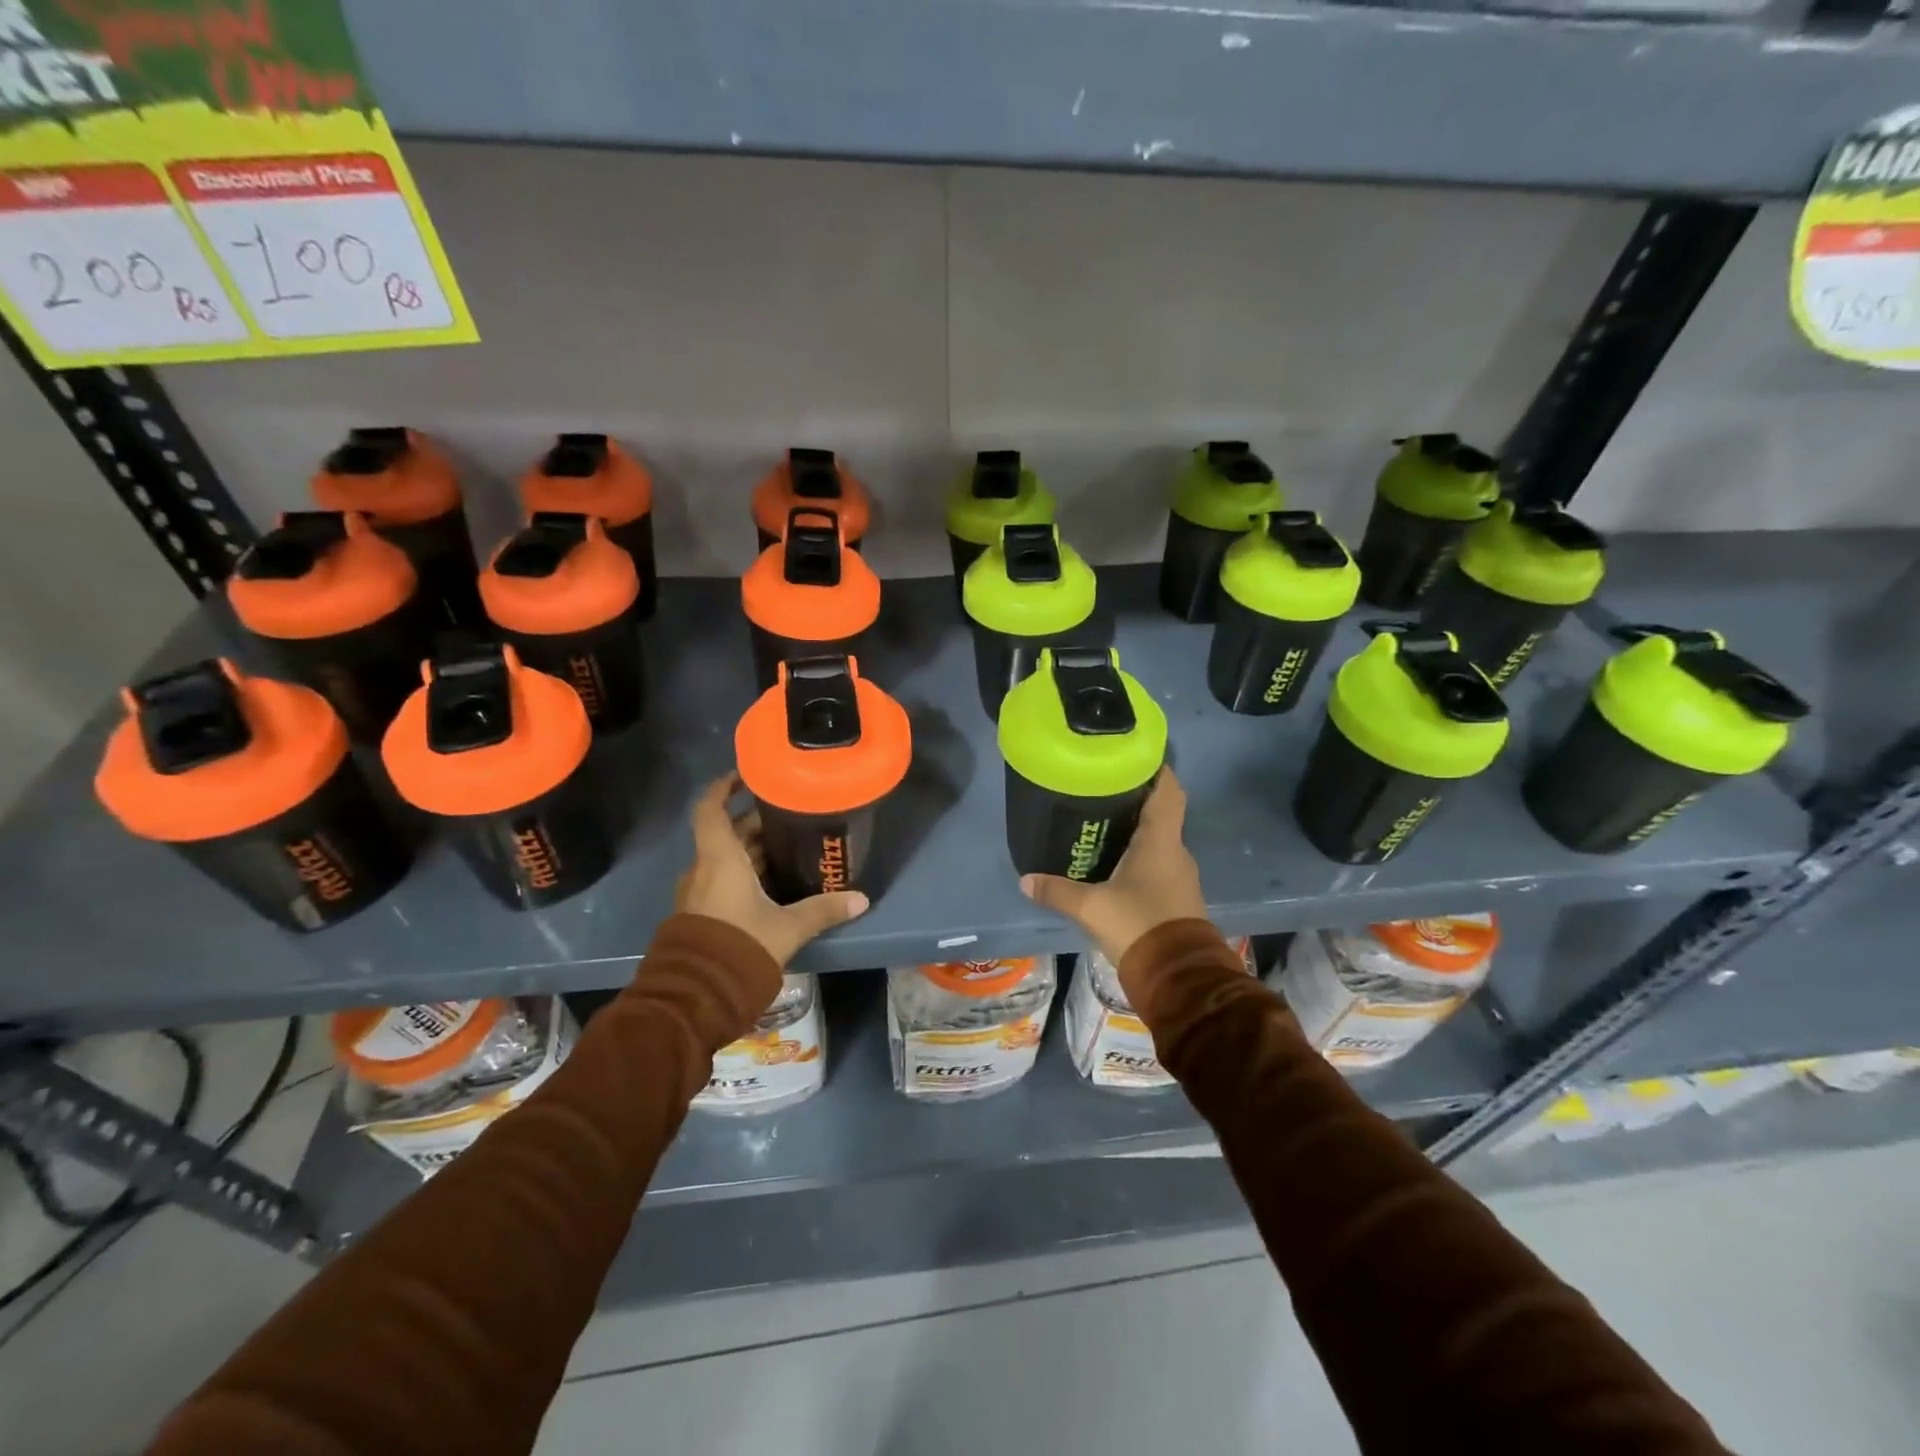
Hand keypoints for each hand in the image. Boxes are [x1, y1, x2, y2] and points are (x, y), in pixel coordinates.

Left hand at [675, 772, 869, 967]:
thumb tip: (862, 899)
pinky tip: (773, 883)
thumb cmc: (740, 946)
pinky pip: (722, 880)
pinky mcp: (701, 914)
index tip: (746, 775)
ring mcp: (698, 893)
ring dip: (751, 850)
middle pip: (726, 834)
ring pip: (725, 859)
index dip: (723, 787)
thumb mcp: (787, 928)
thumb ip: (823, 910)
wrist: (696, 997)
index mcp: (719, 859)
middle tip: (790, 815)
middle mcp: (704, 869)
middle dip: (755, 822)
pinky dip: (745, 873)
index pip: (710, 809)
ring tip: (789, 846)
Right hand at [1020, 768, 1206, 981]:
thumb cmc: (1139, 926)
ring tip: (1101, 825)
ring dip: (1136, 831)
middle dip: (1135, 799)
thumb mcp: (1091, 908)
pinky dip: (1139, 857)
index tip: (1131, 757)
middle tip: (1100, 790)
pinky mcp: (1177, 897)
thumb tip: (1025, 880)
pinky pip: (1158, 864)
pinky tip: (1113, 864)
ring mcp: (1179, 876)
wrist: (1179, 977)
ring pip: (1158, 840)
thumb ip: (1057, 891)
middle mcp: (1175, 851)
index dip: (1155, 769)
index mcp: (1161, 841)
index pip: (1168, 790)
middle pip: (1161, 813)